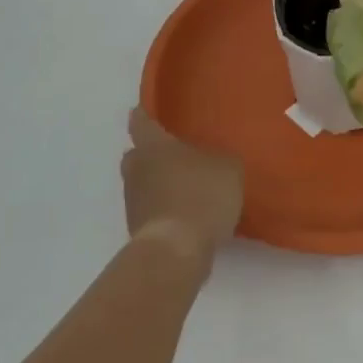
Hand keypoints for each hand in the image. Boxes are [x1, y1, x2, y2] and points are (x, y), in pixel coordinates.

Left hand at [122, 107, 243, 268]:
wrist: (176, 251)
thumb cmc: (201, 195)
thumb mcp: (228, 169)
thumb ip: (220, 159)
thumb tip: (215, 162)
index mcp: (155, 146)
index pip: (141, 123)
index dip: (142, 116)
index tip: (140, 111)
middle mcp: (137, 170)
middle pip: (135, 156)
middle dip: (147, 154)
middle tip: (169, 155)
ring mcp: (133, 203)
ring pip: (141, 185)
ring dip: (156, 185)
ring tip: (183, 189)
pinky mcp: (137, 232)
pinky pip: (150, 211)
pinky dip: (162, 210)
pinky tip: (184, 216)